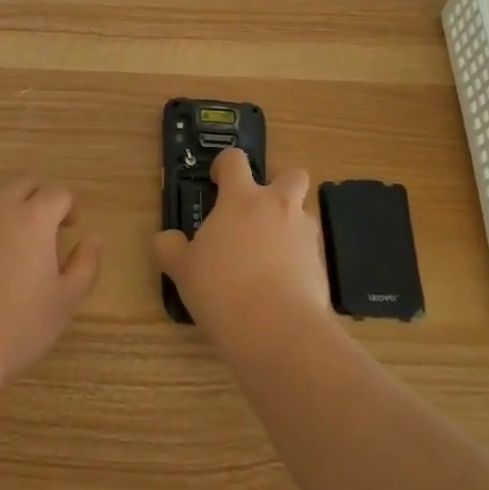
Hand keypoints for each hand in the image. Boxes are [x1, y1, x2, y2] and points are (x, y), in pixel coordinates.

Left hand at [0, 173, 100, 395]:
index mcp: (34, 218)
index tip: (69, 226)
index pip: (58, 193)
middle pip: (23, 182)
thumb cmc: (15, 328)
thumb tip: (93, 240)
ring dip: (2, 197)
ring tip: (5, 226)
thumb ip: (85, 266)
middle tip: (41, 225)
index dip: (69, 206)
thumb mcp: (64, 303)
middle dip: (37, 196)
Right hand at [154, 148, 329, 339]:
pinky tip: (284, 282)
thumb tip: (167, 239)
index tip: (218, 181)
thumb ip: (170, 247)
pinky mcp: (322, 264)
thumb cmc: (222, 289)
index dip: (226, 164)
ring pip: (306, 212)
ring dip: (292, 222)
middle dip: (279, 183)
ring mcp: (304, 234)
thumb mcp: (182, 269)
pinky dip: (300, 258)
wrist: (277, 330)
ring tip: (272, 250)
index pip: (236, 159)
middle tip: (259, 207)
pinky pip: (311, 249)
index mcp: (241, 199)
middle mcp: (277, 207)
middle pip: (291, 174)